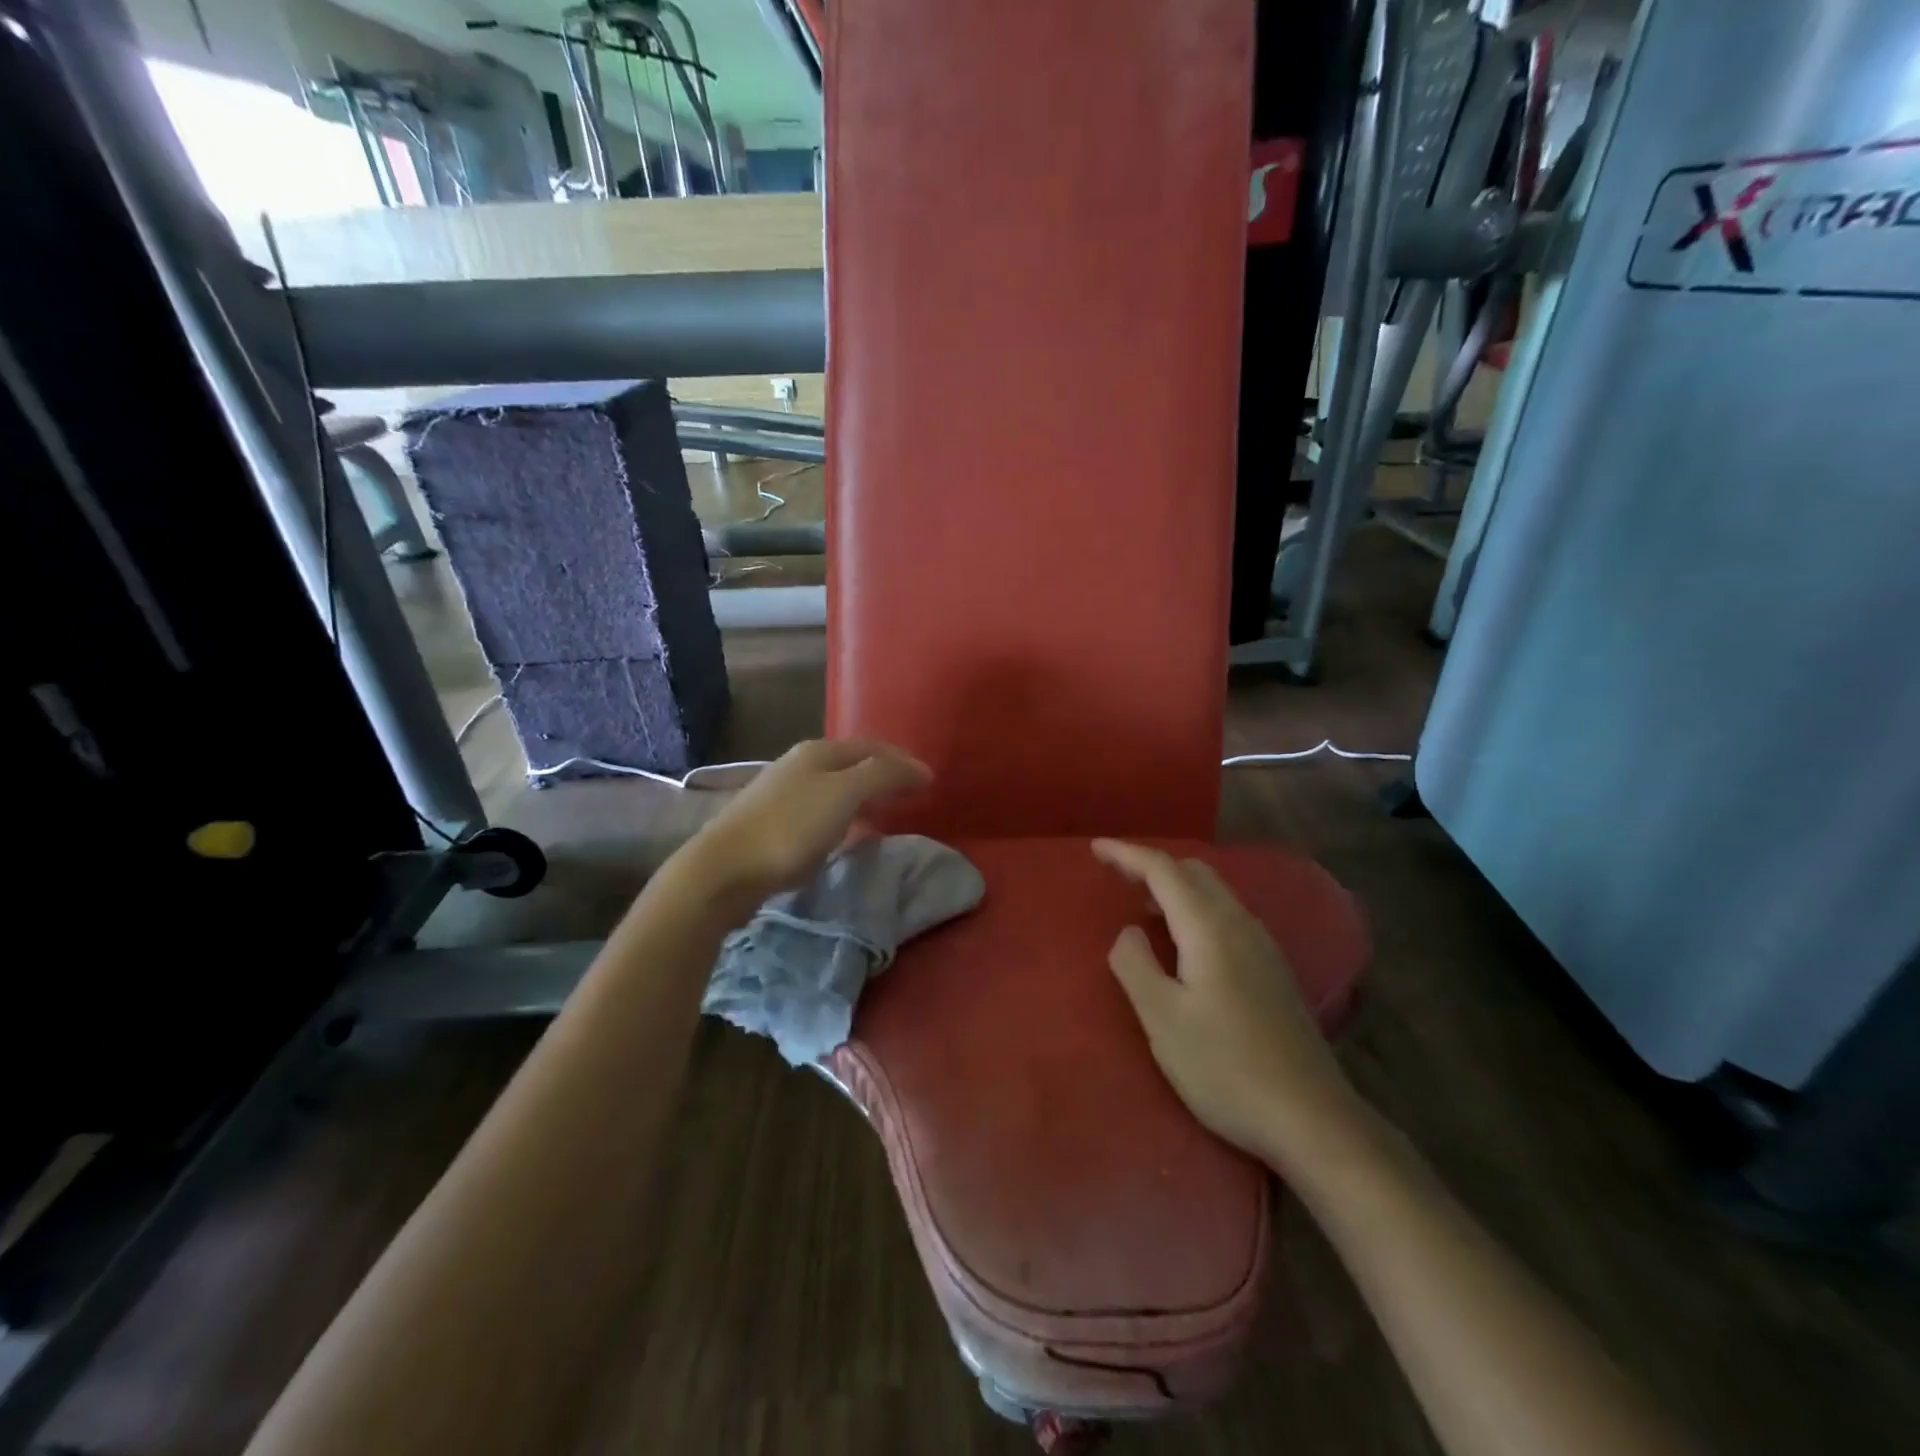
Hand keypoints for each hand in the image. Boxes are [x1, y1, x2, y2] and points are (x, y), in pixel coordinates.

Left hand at [685, 740, 930, 910]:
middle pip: (853, 764)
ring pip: (835, 788)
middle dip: (884, 776)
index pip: (872, 747)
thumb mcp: (844, 795)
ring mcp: (782, 794)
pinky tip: (847, 835)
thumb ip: (884, 776)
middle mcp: (799, 765)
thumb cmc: (789, 827)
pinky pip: (821, 812)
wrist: (723, 870)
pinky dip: (844, 817)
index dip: (902, 761)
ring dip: (864, 797)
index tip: (929, 782)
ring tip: (886, 815)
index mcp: (818, 752)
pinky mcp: (772, 824)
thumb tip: (922, 769)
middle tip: (912, 797)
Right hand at [1093, 839, 1365, 1172]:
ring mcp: (1263, 946)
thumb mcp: (1162, 1018)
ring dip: (1176, 887)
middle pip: (1193, 872)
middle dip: (1152, 865)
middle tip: (1116, 876)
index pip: (1163, 870)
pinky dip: (1196, 908)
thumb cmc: (1225, 1067)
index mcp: (1209, 927)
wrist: (1311, 1117)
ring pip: (1214, 892)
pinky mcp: (1274, 969)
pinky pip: (1227, 915)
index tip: (1095, 847)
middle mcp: (1240, 923)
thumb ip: (1135, 964)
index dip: (1127, 854)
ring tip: (1144, 905)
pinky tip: (1185, 942)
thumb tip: (1128, 931)